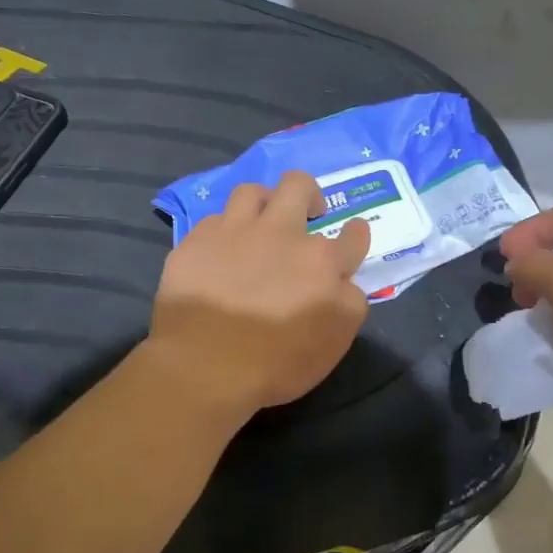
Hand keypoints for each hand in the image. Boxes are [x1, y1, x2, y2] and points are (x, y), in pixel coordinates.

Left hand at [146, 171, 371, 418]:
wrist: (205, 366)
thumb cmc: (277, 363)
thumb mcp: (334, 344)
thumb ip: (348, 304)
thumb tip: (344, 283)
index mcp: (321, 261)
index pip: (352, 235)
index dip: (355, 235)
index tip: (351, 237)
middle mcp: (281, 234)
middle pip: (299, 186)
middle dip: (309, 194)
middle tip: (308, 212)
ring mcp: (235, 232)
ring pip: (252, 191)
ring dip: (262, 202)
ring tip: (260, 222)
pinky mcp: (197, 241)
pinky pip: (214, 220)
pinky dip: (224, 232)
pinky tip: (221, 250)